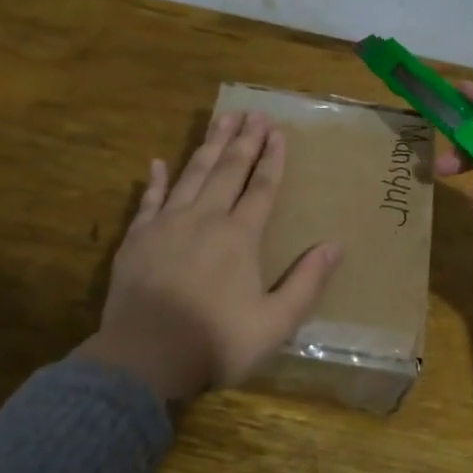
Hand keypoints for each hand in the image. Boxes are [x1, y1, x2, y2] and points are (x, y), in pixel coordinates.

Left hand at [76, 111, 342, 402]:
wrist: (144, 359)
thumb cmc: (215, 343)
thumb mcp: (274, 324)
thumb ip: (306, 283)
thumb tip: (336, 244)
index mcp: (239, 237)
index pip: (262, 188)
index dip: (273, 159)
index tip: (278, 131)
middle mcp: (204, 219)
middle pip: (228, 170)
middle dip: (243, 140)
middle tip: (253, 113)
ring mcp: (166, 224)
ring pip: (192, 174)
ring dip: (208, 145)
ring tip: (222, 119)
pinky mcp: (136, 238)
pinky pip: (148, 200)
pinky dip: (155, 180)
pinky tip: (158, 161)